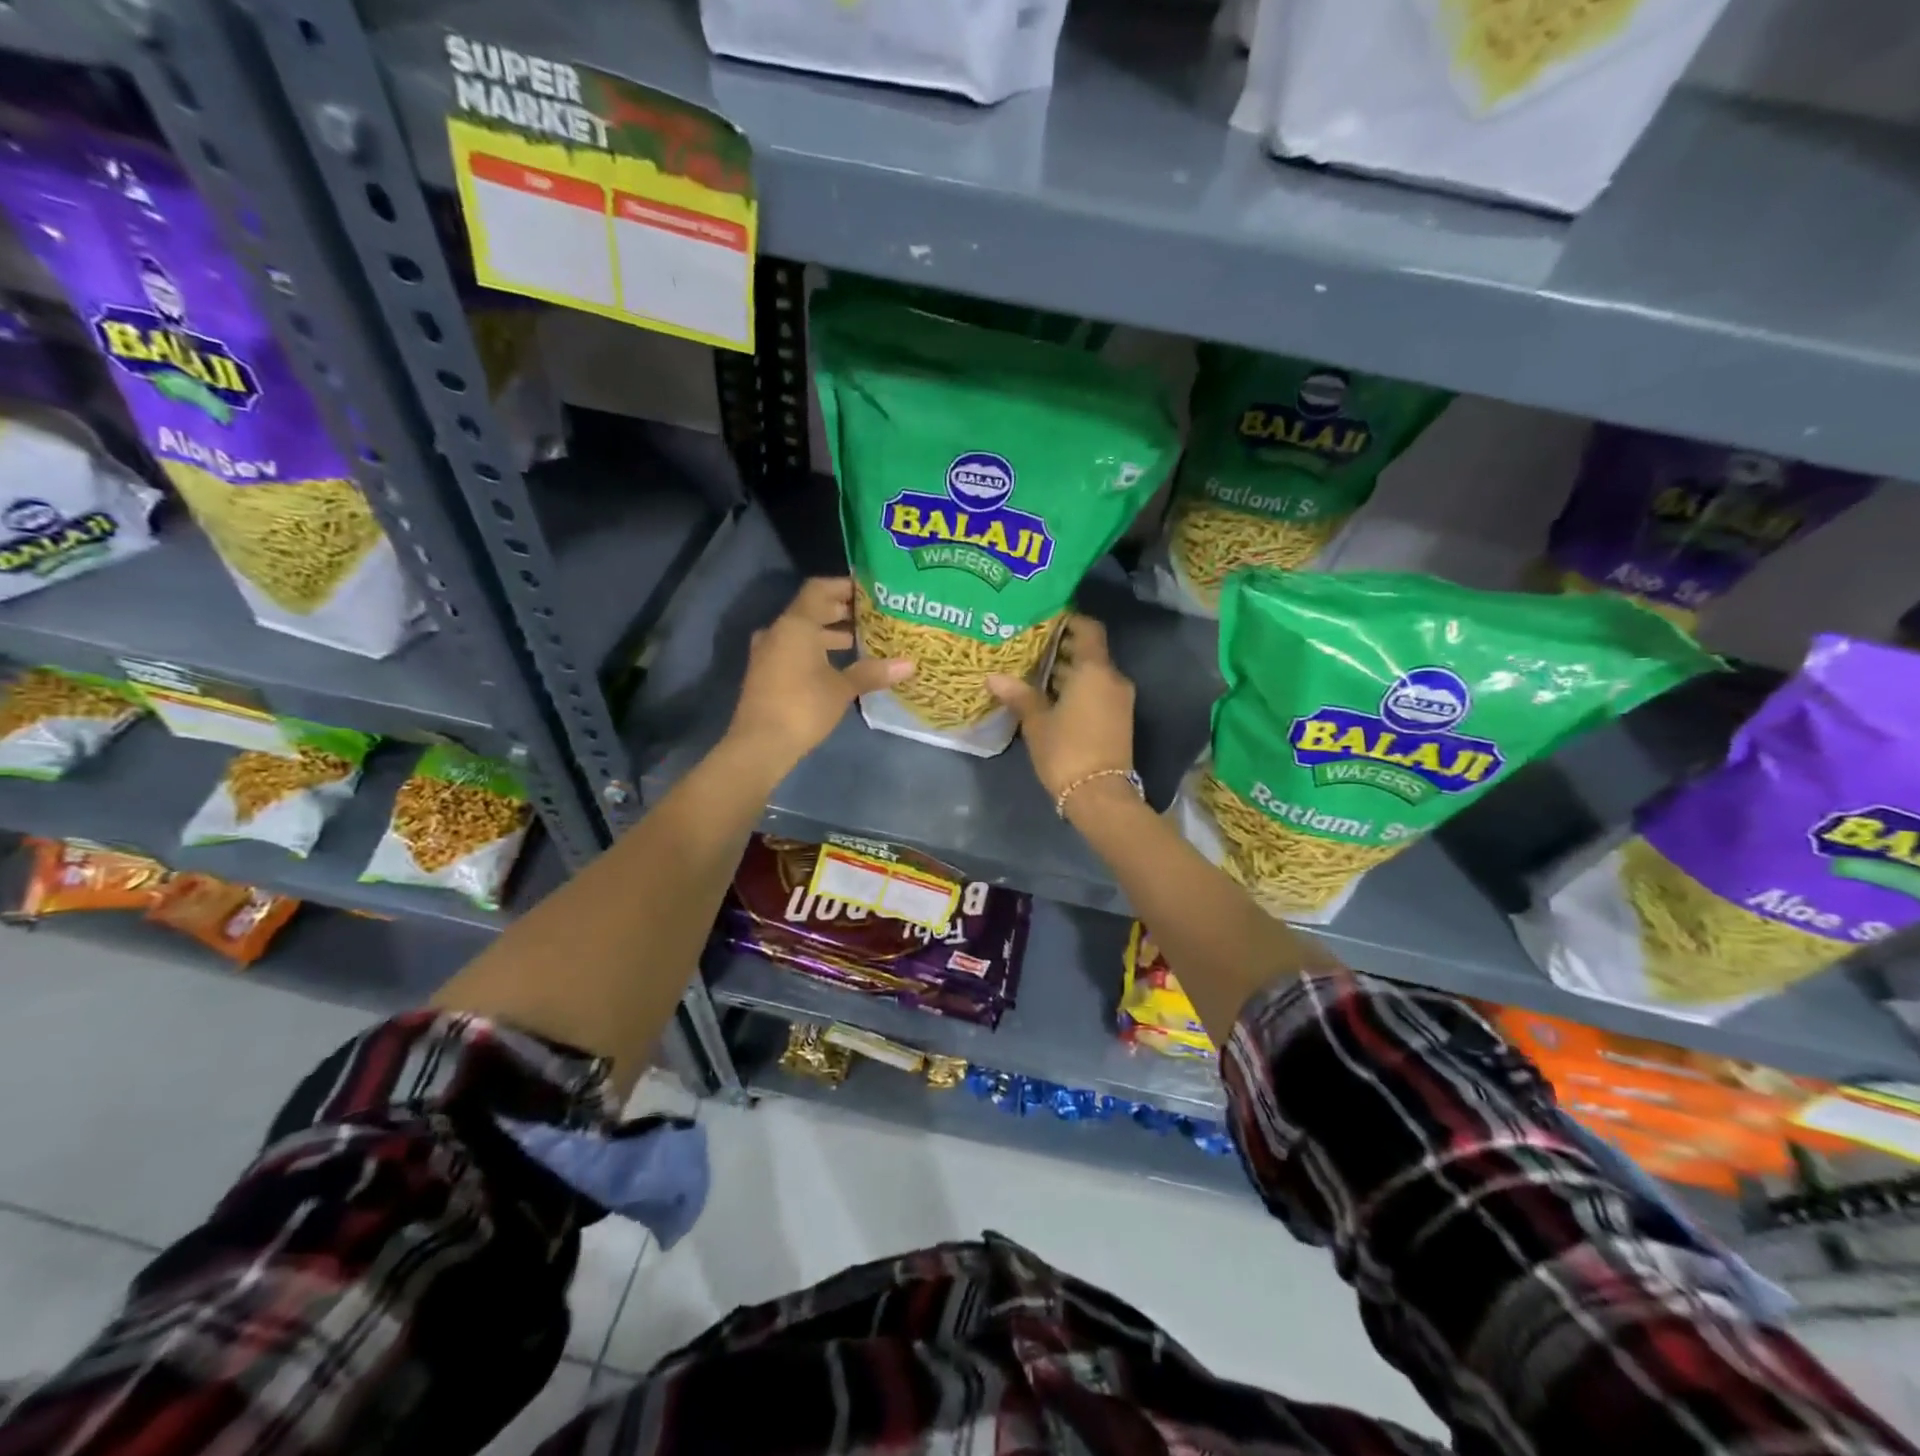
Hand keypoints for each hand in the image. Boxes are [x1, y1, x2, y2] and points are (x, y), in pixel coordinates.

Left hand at [726, 578, 911, 773]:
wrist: (759, 744)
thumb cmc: (803, 706)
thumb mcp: (842, 688)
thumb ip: (872, 672)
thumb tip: (909, 664)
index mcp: (796, 624)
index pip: (819, 589)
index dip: (844, 586)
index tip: (869, 590)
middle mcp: (778, 631)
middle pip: (811, 610)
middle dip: (841, 611)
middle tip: (872, 615)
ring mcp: (768, 652)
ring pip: (802, 632)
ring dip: (829, 633)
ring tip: (860, 641)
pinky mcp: (766, 673)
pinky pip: (794, 650)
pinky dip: (816, 650)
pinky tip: (838, 666)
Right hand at [987, 614, 1134, 802]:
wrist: (1099, 795)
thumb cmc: (1066, 750)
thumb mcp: (1036, 722)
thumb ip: (1019, 694)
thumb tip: (994, 677)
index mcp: (1095, 670)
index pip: (1088, 629)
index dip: (1069, 620)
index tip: (1045, 621)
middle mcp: (1113, 679)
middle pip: (1090, 652)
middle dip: (1062, 648)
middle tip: (1030, 648)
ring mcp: (1119, 700)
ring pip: (1093, 675)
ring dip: (1069, 672)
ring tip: (1034, 673)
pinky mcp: (1119, 719)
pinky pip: (1097, 692)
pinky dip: (1078, 689)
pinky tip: (1050, 698)